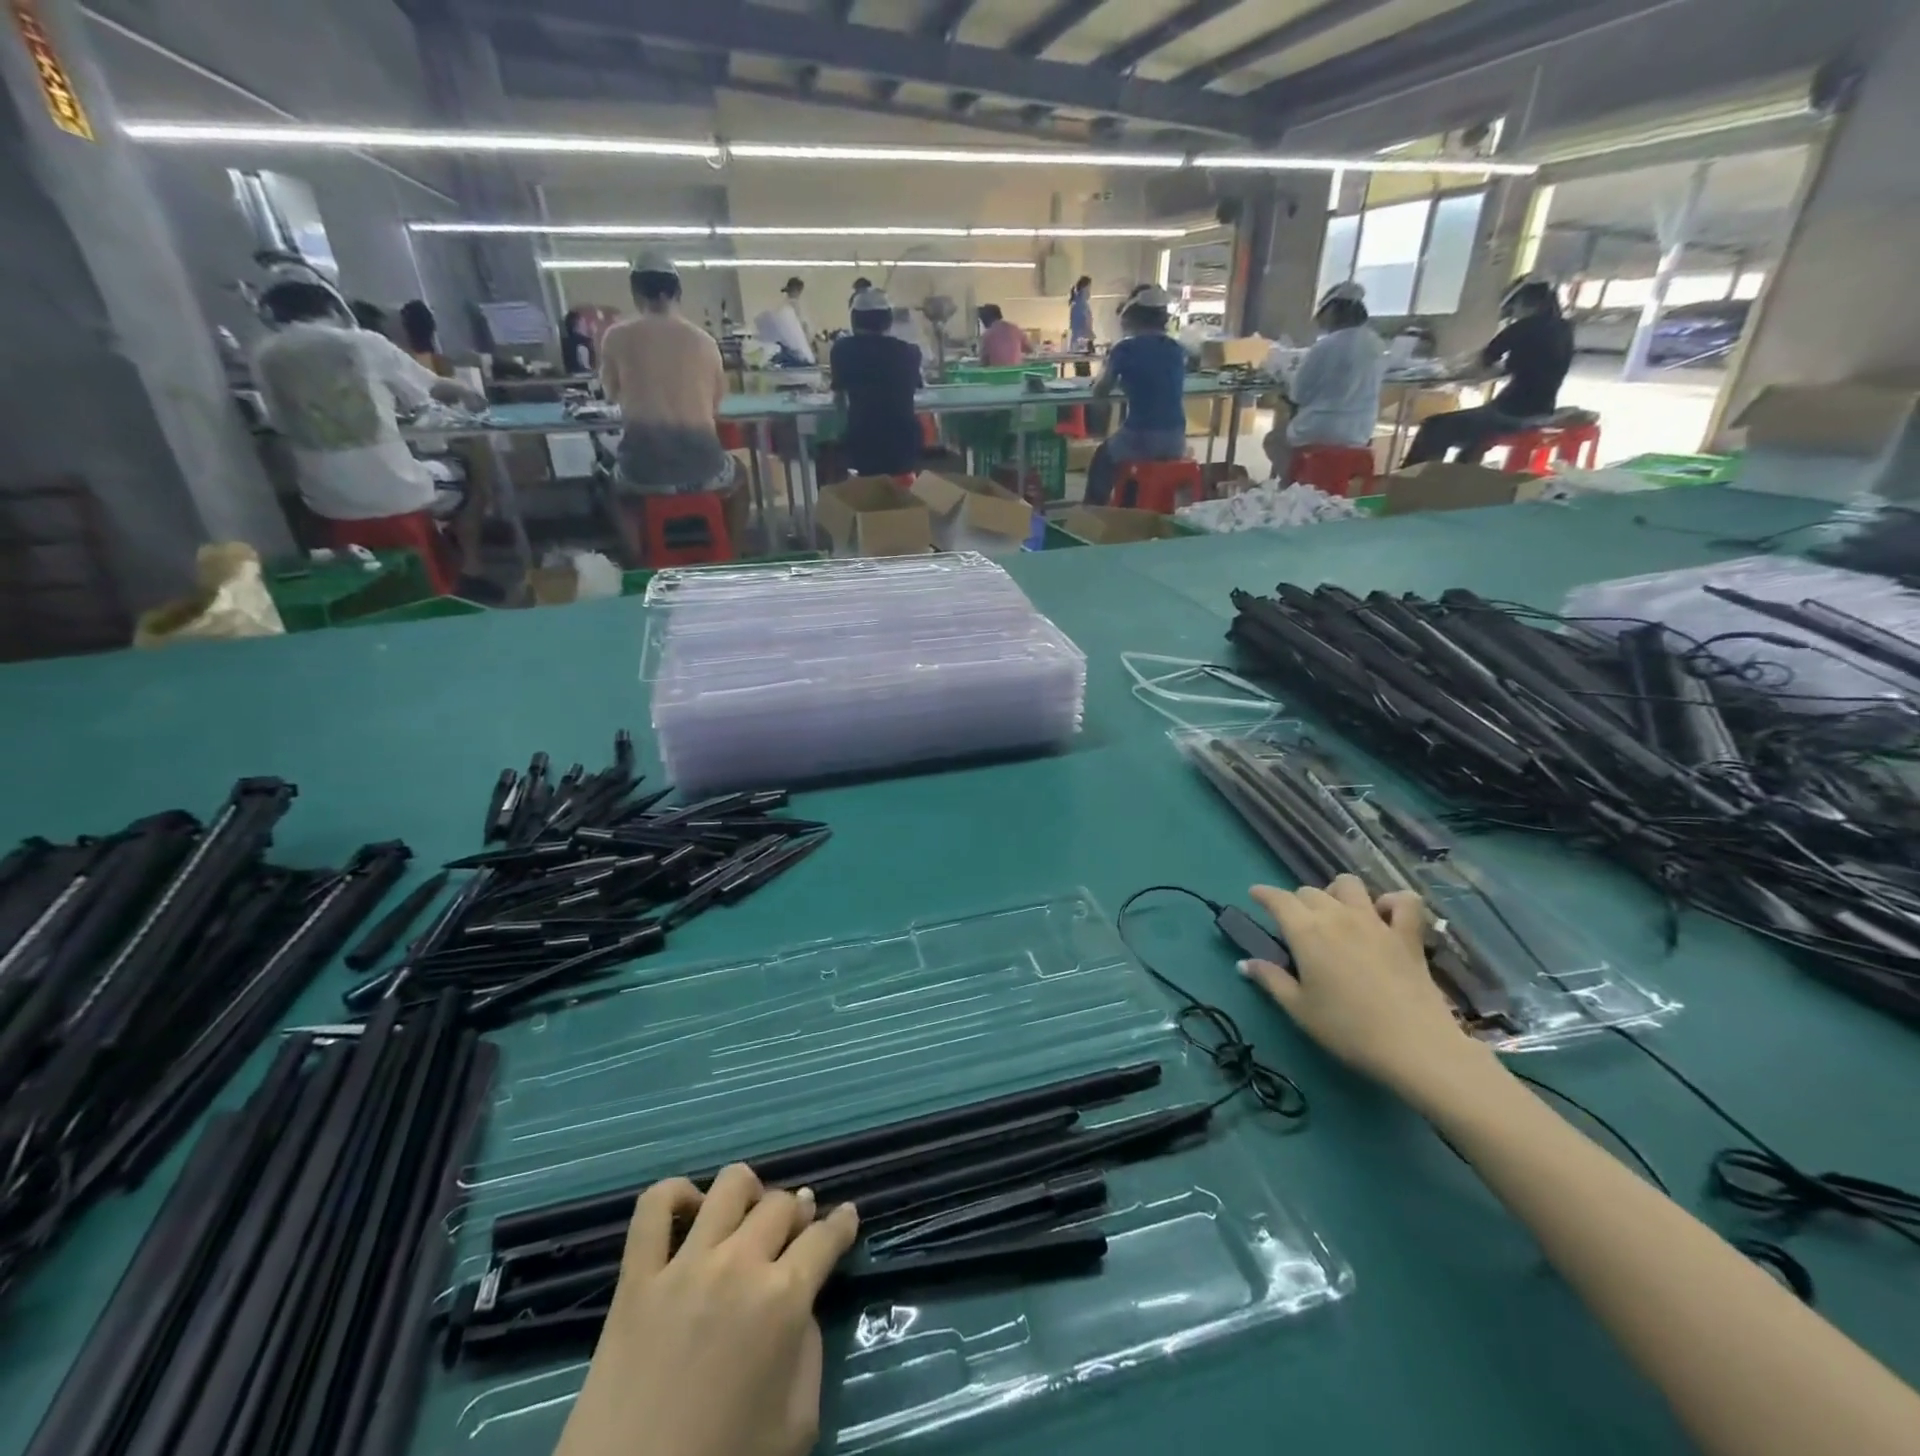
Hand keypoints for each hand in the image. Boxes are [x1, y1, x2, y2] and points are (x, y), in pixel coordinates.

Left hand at [555, 1165, 860, 1455]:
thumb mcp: (796, 1425)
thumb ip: (809, 1351)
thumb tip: (800, 1308)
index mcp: (784, 1300)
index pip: (826, 1237)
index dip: (842, 1223)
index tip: (847, 1216)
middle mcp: (740, 1264)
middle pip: (782, 1204)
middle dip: (798, 1213)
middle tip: (795, 1231)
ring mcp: (684, 1265)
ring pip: (730, 1186)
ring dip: (749, 1193)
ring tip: (747, 1217)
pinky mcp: (636, 1278)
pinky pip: (653, 1207)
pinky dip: (674, 1195)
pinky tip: (689, 1212)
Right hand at [1241, 876, 1487, 1101]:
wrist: (1415, 1047)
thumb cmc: (1348, 1029)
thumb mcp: (1299, 1009)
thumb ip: (1270, 980)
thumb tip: (1245, 963)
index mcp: (1306, 931)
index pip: (1278, 899)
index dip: (1263, 894)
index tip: (1255, 895)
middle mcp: (1338, 916)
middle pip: (1310, 892)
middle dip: (1297, 901)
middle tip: (1295, 924)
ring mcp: (1376, 922)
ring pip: (1350, 885)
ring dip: (1337, 893)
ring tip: (1336, 912)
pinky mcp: (1408, 935)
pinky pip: (1404, 901)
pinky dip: (1393, 902)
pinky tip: (1385, 915)